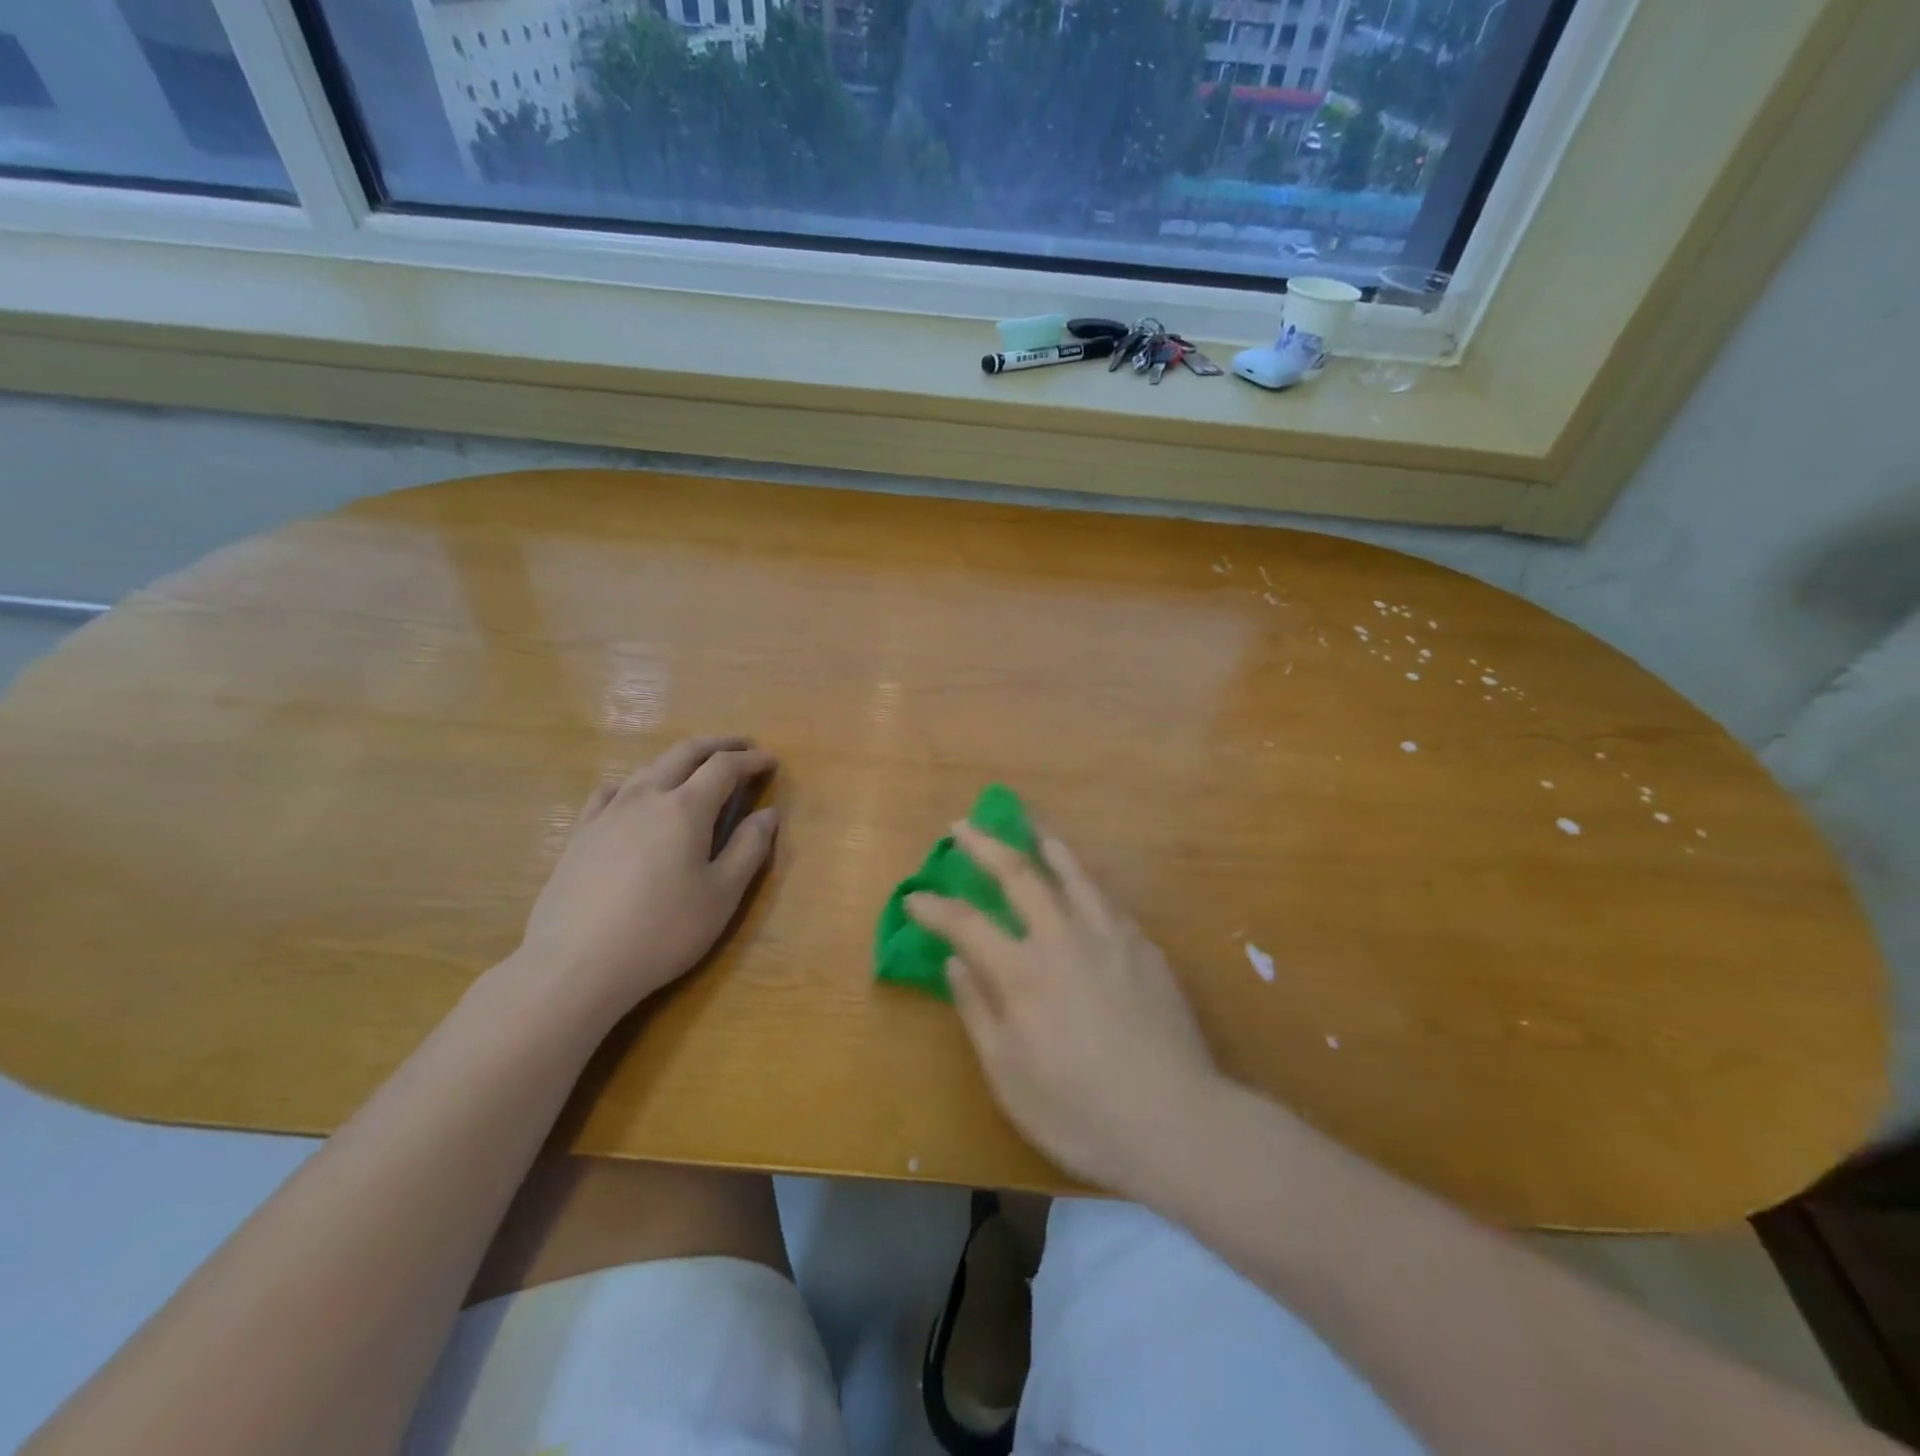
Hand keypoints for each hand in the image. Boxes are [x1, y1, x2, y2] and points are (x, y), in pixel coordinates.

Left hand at [516, 736, 777, 1024]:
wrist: (576, 964)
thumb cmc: (663, 931)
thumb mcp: (722, 895)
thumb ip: (750, 848)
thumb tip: (768, 814)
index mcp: (686, 808)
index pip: (724, 767)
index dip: (751, 759)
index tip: (771, 760)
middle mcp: (647, 796)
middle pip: (685, 753)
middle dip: (718, 745)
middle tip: (742, 747)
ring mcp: (608, 812)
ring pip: (648, 768)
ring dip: (680, 760)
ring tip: (697, 769)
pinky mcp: (581, 833)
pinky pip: (612, 791)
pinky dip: (636, 783)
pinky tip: (636, 797)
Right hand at [905, 823, 1221, 1198]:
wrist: (1175, 1121)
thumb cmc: (1079, 1111)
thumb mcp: (1009, 1075)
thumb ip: (978, 1010)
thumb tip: (954, 962)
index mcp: (1022, 972)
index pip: (966, 923)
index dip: (935, 907)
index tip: (915, 896)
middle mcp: (1062, 937)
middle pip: (1018, 874)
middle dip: (984, 845)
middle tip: (963, 825)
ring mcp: (1109, 936)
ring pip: (1071, 872)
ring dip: (1042, 842)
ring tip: (1027, 823)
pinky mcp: (1144, 946)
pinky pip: (1106, 899)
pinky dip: (1084, 879)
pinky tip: (1081, 881)